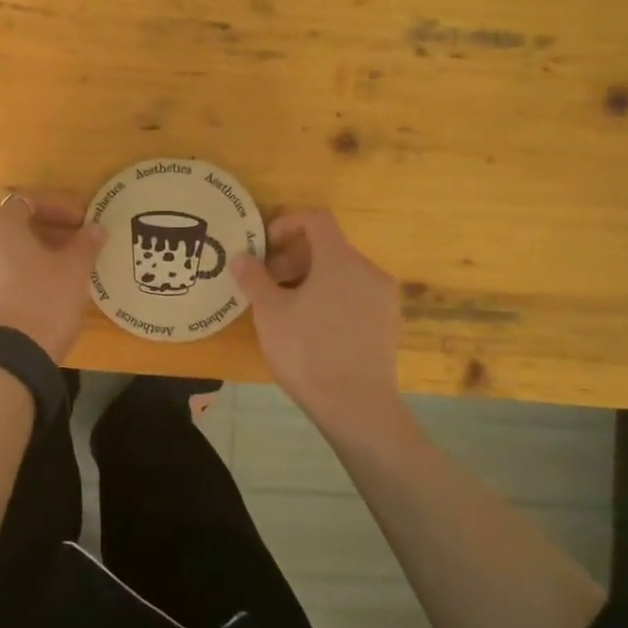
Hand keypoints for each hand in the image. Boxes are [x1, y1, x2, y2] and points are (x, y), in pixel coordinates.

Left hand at [0, 193, 105, 362]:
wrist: (15, 358)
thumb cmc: (47, 301)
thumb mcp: (75, 270)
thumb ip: (85, 243)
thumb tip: (96, 228)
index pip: (27, 204)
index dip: (55, 209)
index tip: (79, 224)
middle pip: (5, 231)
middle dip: (35, 236)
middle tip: (65, 249)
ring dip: (8, 262)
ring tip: (35, 276)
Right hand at [230, 210, 401, 428]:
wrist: (357, 407)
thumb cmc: (308, 351)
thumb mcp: (270, 313)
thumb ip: (254, 279)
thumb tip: (240, 257)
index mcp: (340, 259)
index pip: (316, 219)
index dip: (287, 223)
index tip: (265, 246)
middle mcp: (368, 270)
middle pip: (328, 247)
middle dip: (293, 258)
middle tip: (267, 283)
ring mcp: (383, 298)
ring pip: (342, 273)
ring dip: (310, 279)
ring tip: (285, 308)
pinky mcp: (388, 324)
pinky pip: (355, 296)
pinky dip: (331, 298)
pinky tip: (311, 328)